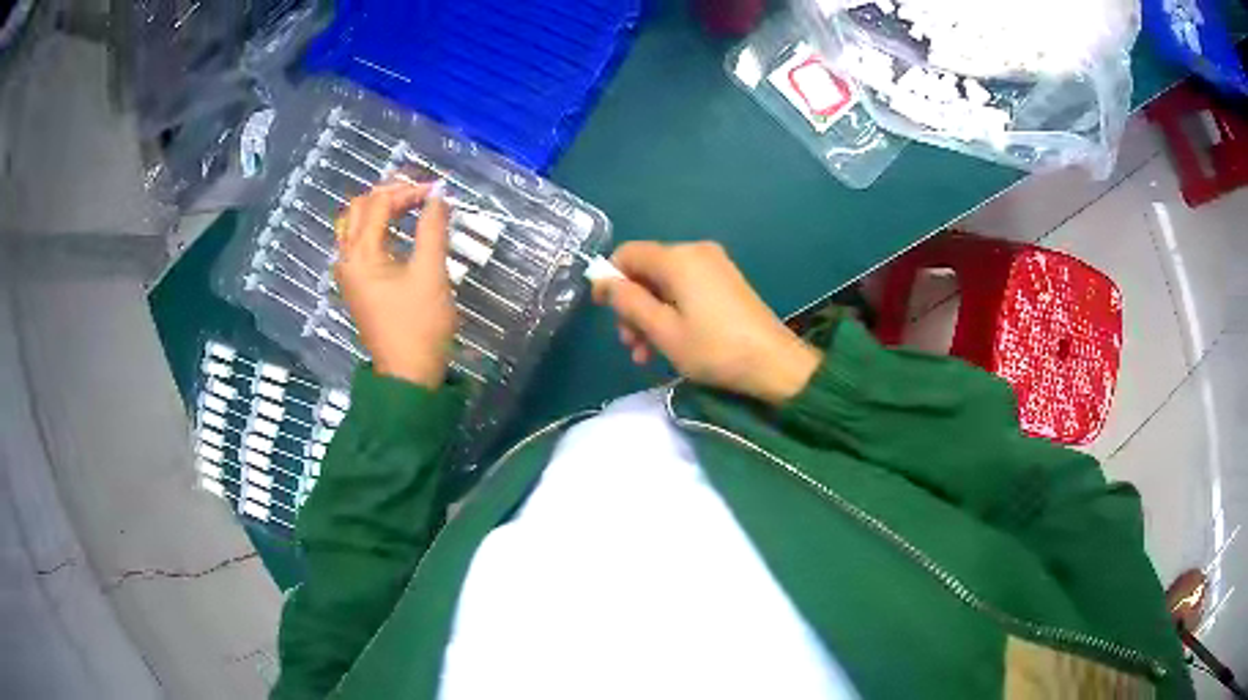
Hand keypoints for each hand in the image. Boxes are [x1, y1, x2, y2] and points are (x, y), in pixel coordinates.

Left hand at [334, 181, 455, 388]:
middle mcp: (346, 260)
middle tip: (420, 194)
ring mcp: (348, 274)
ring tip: (407, 205)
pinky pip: (356, 244)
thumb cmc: (420, 325)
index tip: (438, 192)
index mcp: (361, 254)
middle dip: (389, 194)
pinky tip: (395, 231)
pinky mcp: (356, 286)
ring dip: (378, 209)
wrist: (408, 375)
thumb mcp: (431, 273)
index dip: (408, 191)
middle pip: (358, 209)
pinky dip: (374, 228)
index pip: (379, 204)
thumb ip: (433, 229)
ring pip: (352, 225)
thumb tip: (438, 197)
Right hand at [591, 241, 821, 404]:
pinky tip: (670, 344)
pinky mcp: (726, 283)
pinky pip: (686, 290)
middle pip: (647, 270)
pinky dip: (672, 312)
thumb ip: (628, 302)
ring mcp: (714, 266)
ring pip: (666, 284)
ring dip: (650, 315)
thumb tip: (603, 281)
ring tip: (646, 354)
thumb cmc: (714, 348)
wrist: (774, 363)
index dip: (609, 278)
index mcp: (678, 258)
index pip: (628, 253)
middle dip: (632, 305)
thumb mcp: (663, 330)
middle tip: (630, 344)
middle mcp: (695, 252)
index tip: (602, 311)